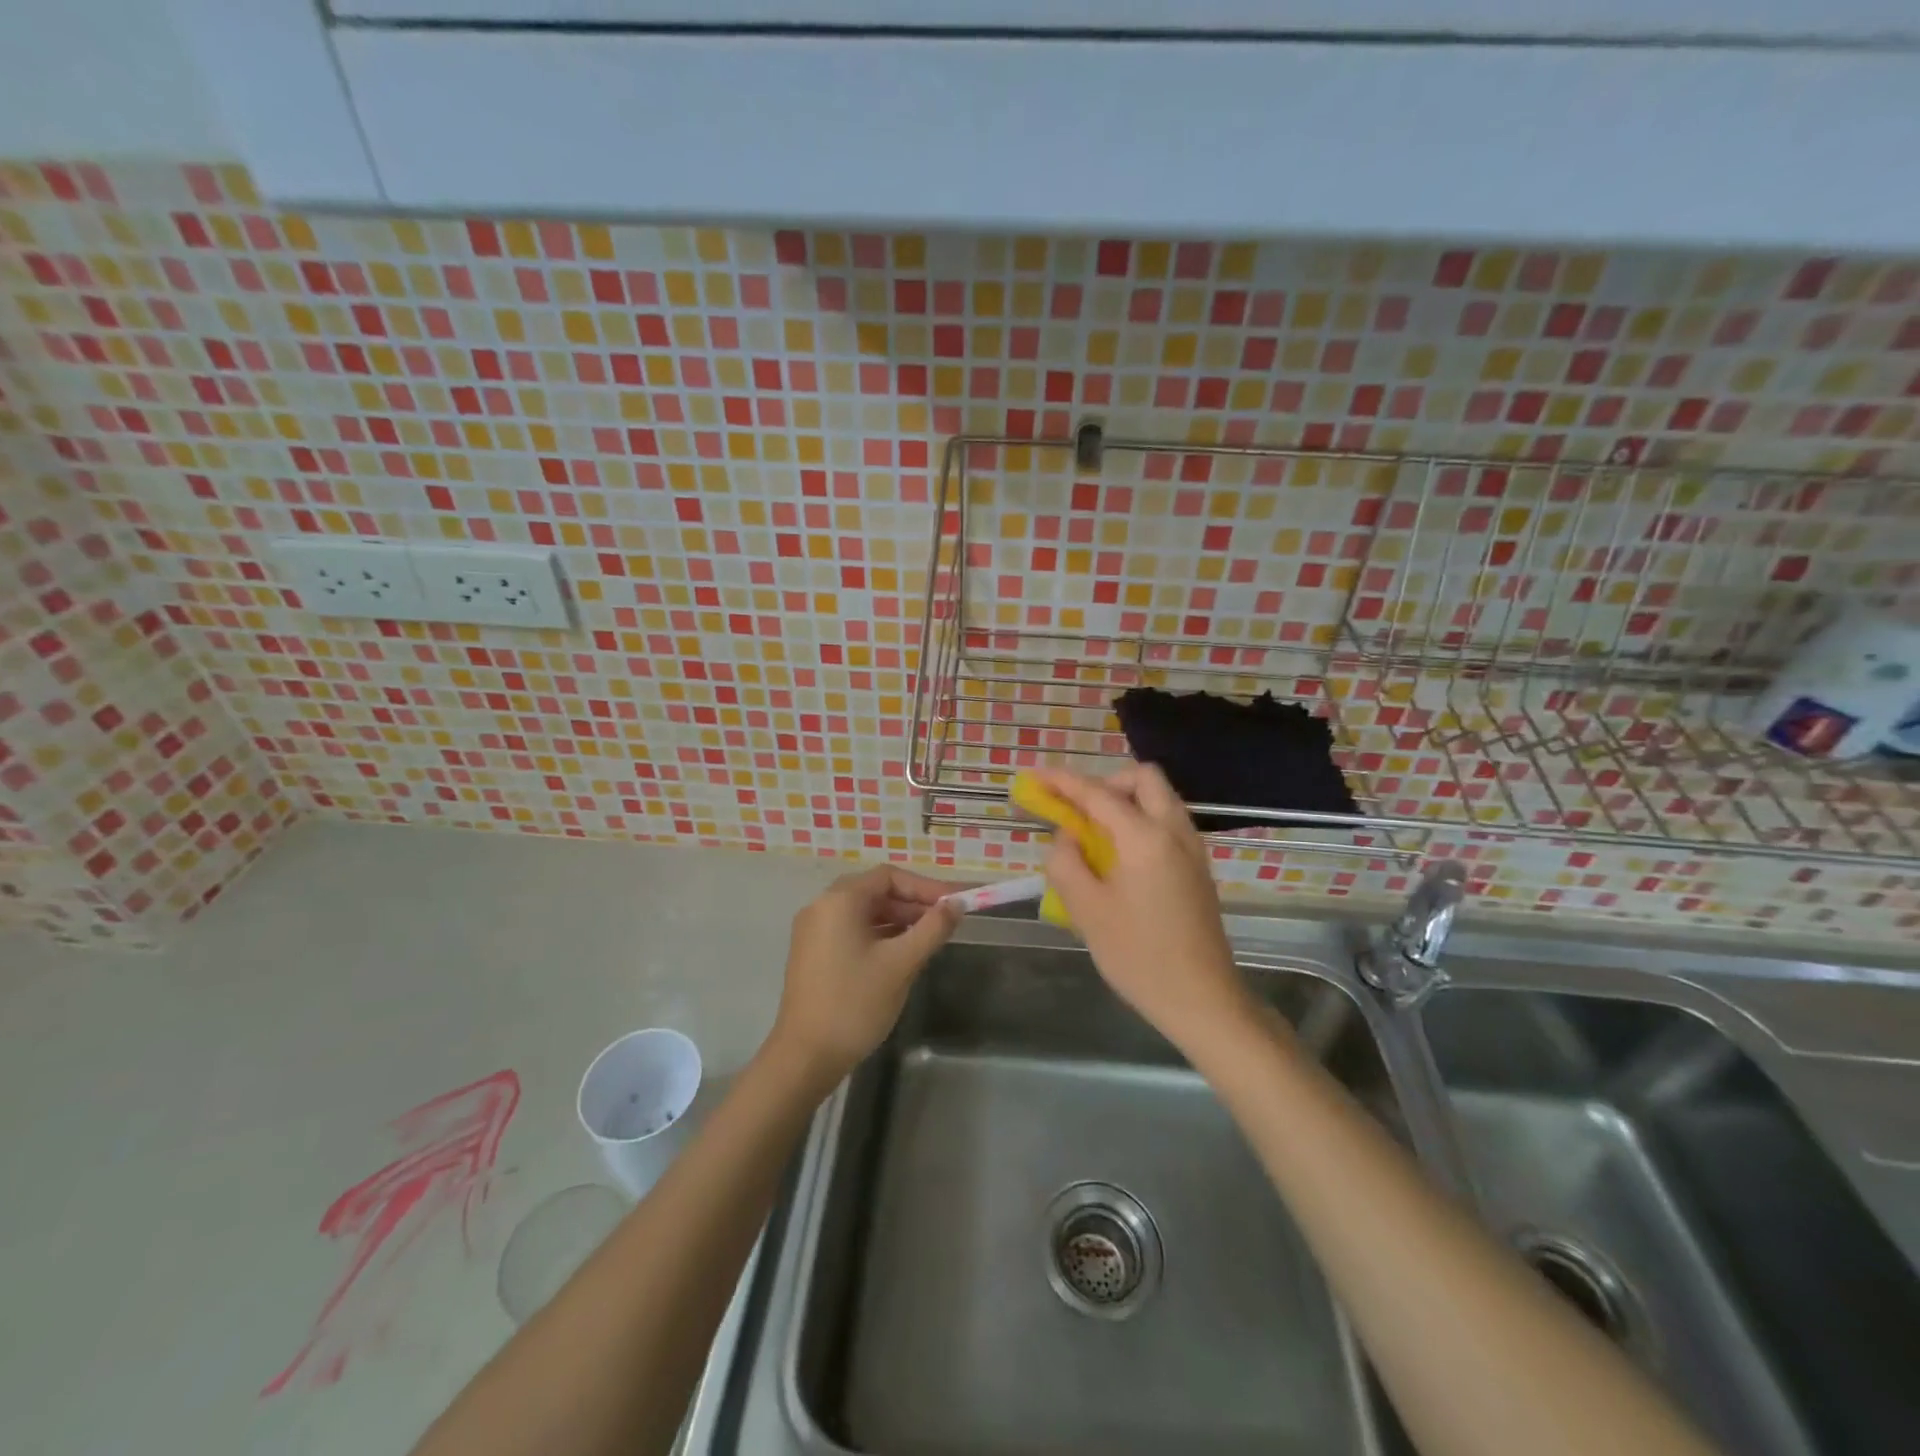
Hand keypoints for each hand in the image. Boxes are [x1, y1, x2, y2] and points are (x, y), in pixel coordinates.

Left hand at [766, 865, 960, 1086]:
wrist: (805, 1057)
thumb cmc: (855, 1004)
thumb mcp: (901, 963)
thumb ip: (932, 929)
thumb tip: (957, 904)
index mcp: (840, 900)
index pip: (890, 877)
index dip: (926, 886)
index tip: (955, 903)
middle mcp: (822, 906)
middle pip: (876, 891)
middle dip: (913, 902)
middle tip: (946, 920)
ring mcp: (813, 930)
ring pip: (864, 912)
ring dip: (898, 919)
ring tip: (929, 937)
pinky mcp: (812, 952)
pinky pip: (851, 929)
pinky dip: (879, 934)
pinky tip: (901, 952)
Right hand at [1037, 765, 1254, 1054]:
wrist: (1202, 998)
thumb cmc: (1138, 956)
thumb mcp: (1086, 910)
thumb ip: (1067, 862)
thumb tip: (1066, 837)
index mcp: (1145, 837)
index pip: (1098, 793)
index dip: (1063, 782)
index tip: (1036, 776)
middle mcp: (1174, 831)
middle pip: (1143, 778)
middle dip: (1106, 782)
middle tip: (1078, 810)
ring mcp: (1192, 848)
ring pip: (1159, 799)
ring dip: (1125, 801)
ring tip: (1093, 835)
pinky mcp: (1198, 867)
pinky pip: (1167, 823)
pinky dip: (1140, 821)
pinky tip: (1119, 857)